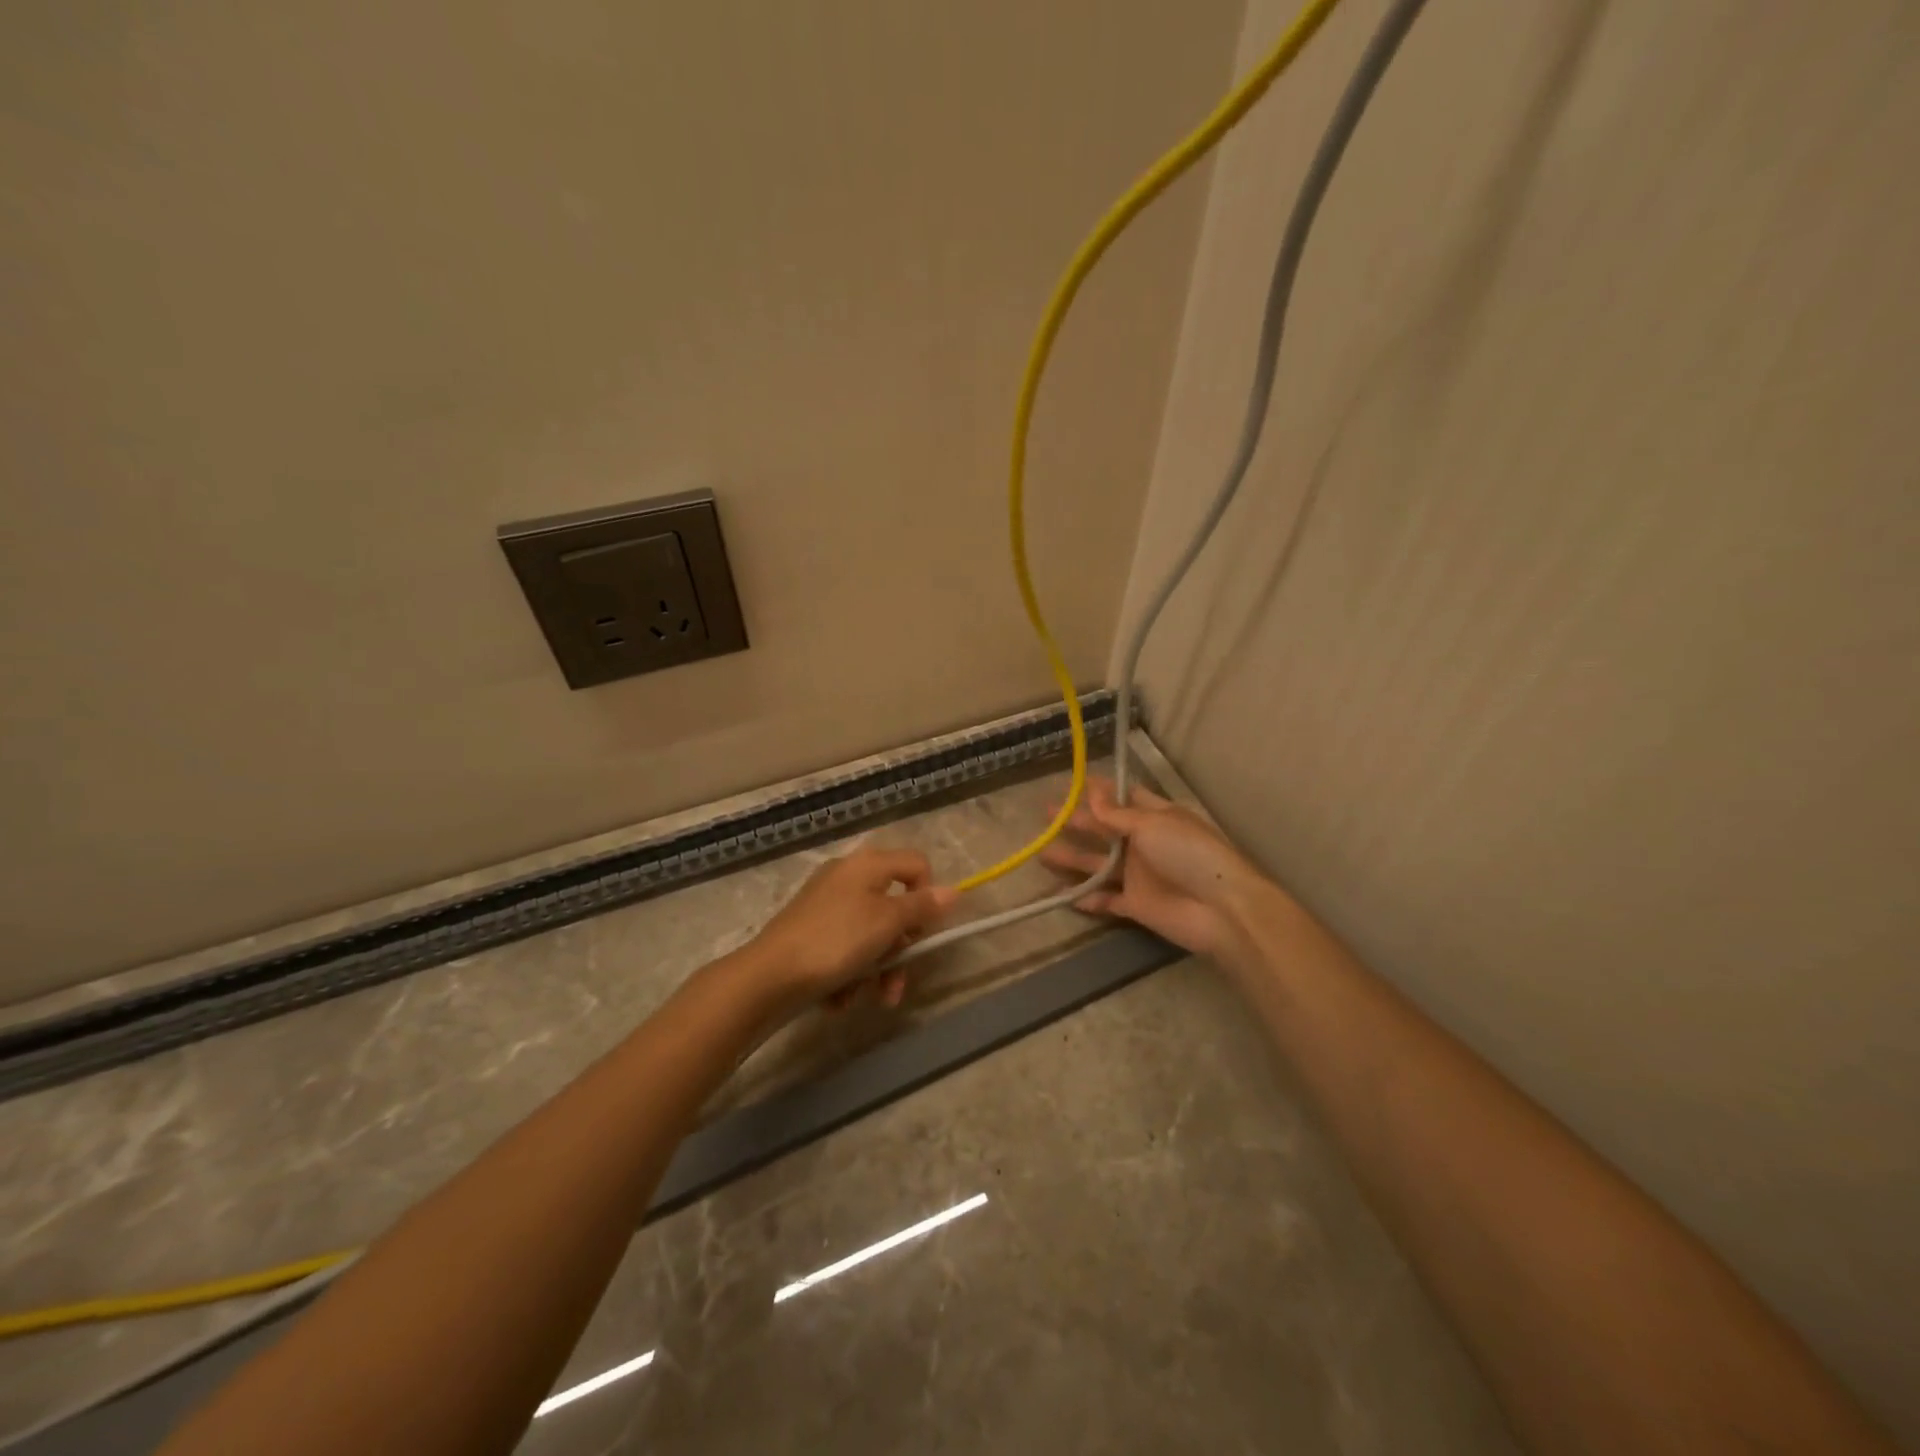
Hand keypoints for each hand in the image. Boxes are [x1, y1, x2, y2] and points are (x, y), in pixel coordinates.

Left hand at [741, 847, 956, 1019]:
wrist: (768, 977)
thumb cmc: (836, 941)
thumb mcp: (887, 922)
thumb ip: (922, 906)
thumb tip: (954, 891)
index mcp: (867, 864)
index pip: (916, 865)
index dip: (928, 895)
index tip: (924, 930)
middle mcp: (846, 877)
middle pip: (893, 907)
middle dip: (900, 949)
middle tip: (897, 978)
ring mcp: (825, 905)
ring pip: (870, 936)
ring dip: (877, 971)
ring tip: (872, 1000)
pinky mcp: (809, 933)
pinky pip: (843, 950)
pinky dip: (848, 975)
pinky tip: (838, 998)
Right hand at [1040, 776, 1266, 957]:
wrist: (1220, 909)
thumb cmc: (1189, 854)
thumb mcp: (1152, 825)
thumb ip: (1117, 814)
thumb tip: (1092, 793)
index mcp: (1156, 818)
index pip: (1124, 798)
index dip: (1099, 791)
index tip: (1072, 783)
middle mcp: (1145, 844)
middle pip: (1105, 830)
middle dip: (1077, 821)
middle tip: (1046, 814)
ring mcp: (1139, 875)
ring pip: (1099, 865)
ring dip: (1073, 859)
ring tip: (1041, 853)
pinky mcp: (1136, 905)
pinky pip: (1106, 900)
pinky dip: (1087, 898)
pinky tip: (1062, 895)